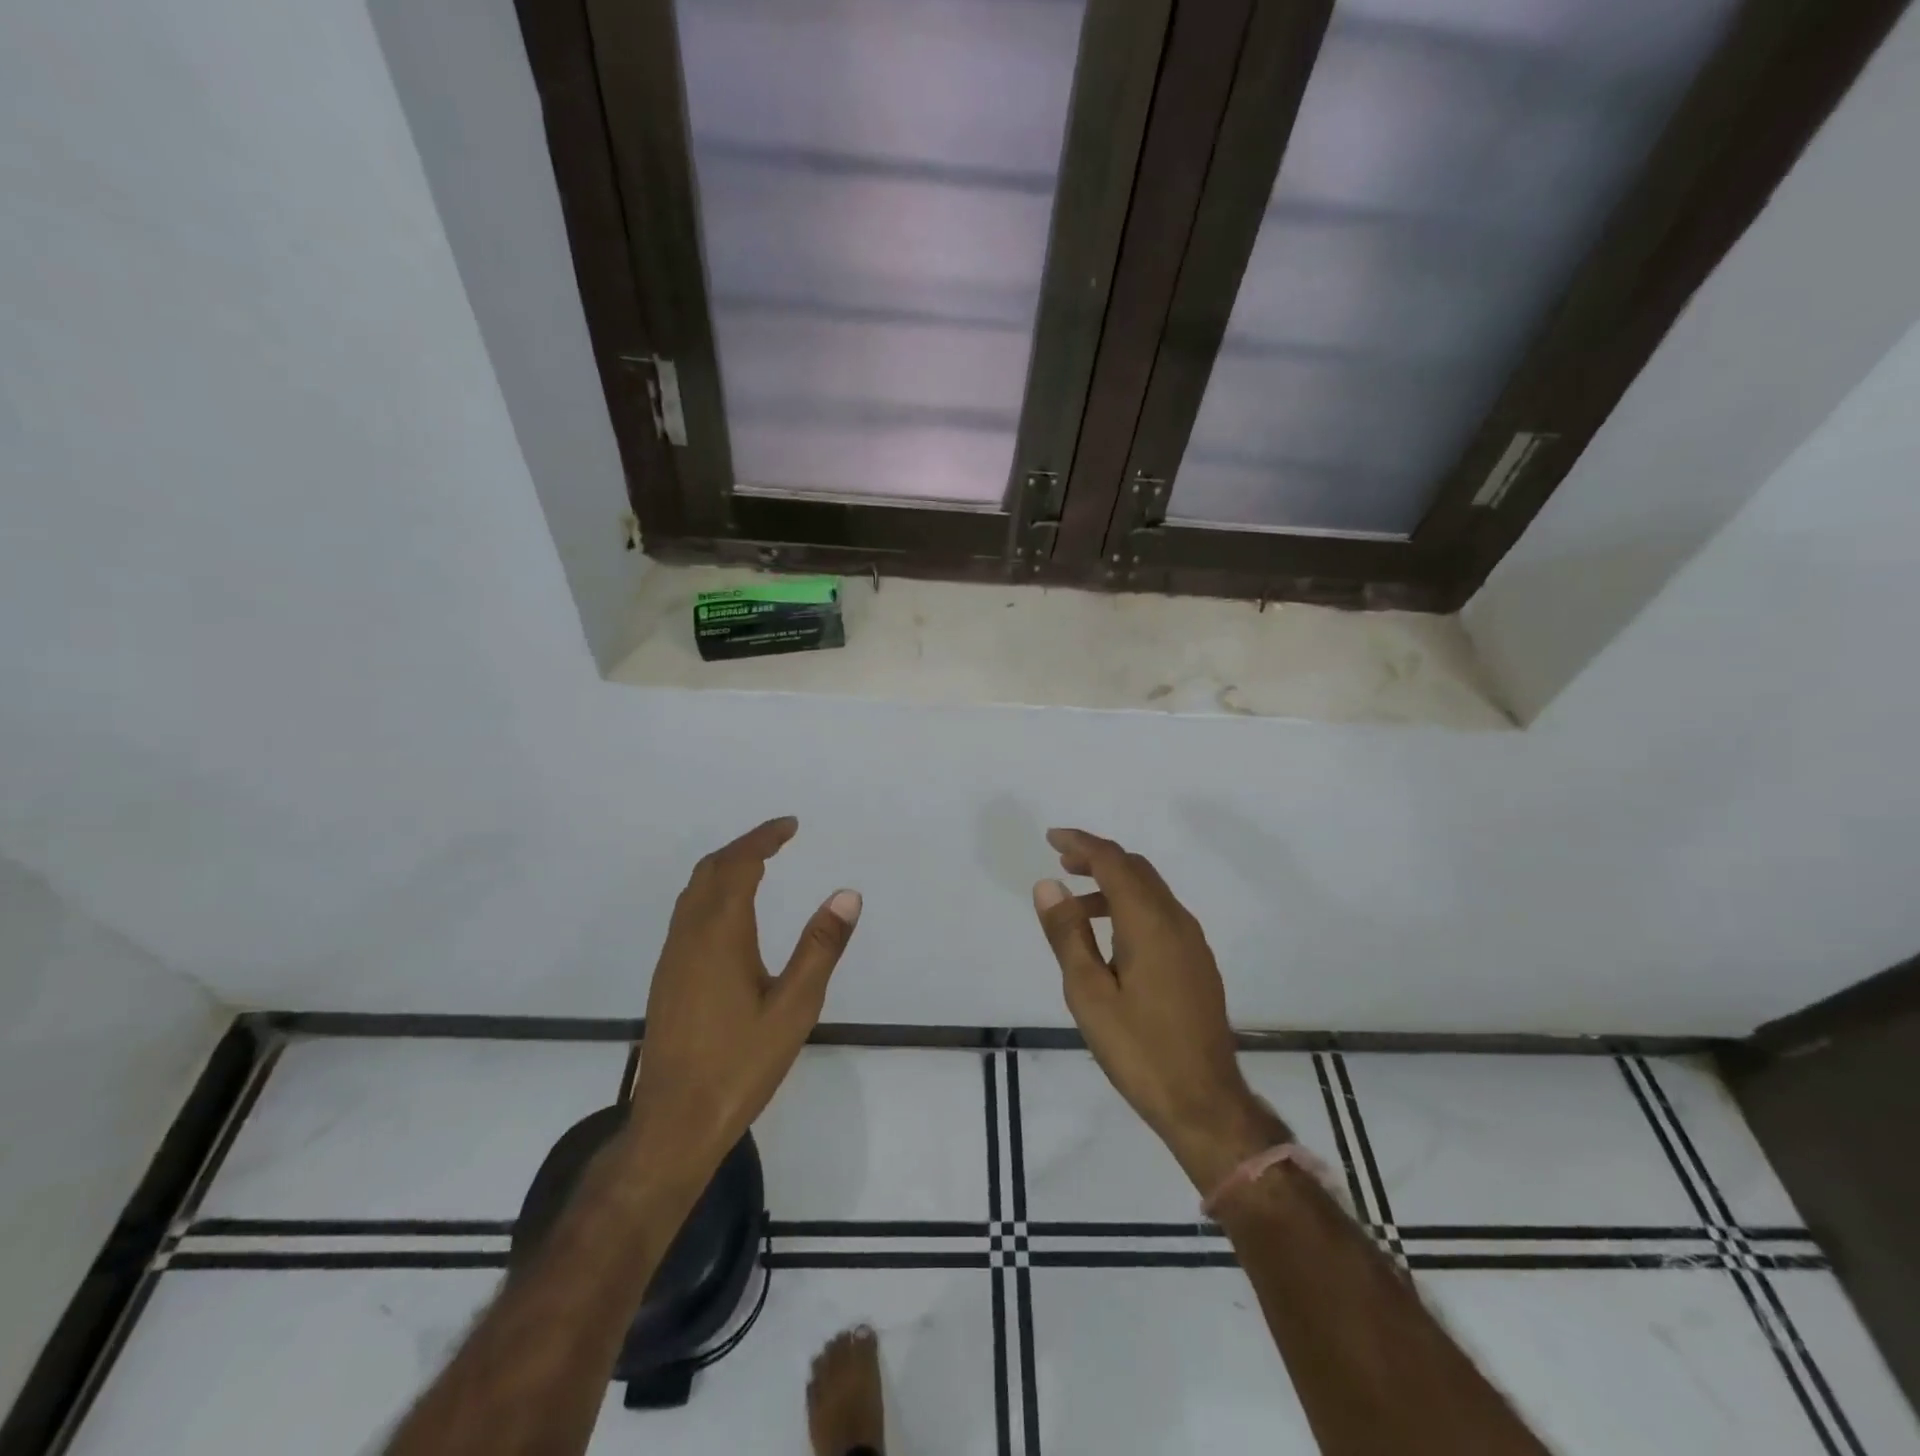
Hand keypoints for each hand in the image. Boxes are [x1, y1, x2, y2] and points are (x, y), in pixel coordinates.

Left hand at [625, 817, 859, 1188]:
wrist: (675, 1122)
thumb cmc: (740, 1064)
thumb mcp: (795, 1007)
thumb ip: (820, 948)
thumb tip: (847, 894)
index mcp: (720, 935)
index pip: (739, 865)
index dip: (764, 839)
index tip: (790, 825)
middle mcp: (689, 936)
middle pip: (710, 870)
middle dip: (744, 846)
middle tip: (779, 839)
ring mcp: (672, 957)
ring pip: (694, 891)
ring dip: (724, 867)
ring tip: (759, 865)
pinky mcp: (667, 978)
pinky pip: (687, 912)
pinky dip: (712, 891)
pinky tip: (731, 914)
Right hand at [1033, 828, 1286, 1193]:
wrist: (1204, 1102)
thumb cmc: (1139, 1049)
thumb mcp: (1088, 994)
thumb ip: (1067, 934)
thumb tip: (1049, 885)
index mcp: (1149, 923)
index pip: (1113, 862)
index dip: (1082, 844)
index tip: (1052, 838)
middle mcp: (1177, 921)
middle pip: (1136, 870)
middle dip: (1098, 858)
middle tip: (1062, 862)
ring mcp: (1192, 942)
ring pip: (1151, 891)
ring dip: (1114, 884)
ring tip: (1077, 904)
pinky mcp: (1198, 963)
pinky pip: (1161, 914)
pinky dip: (1131, 906)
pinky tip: (1111, 936)